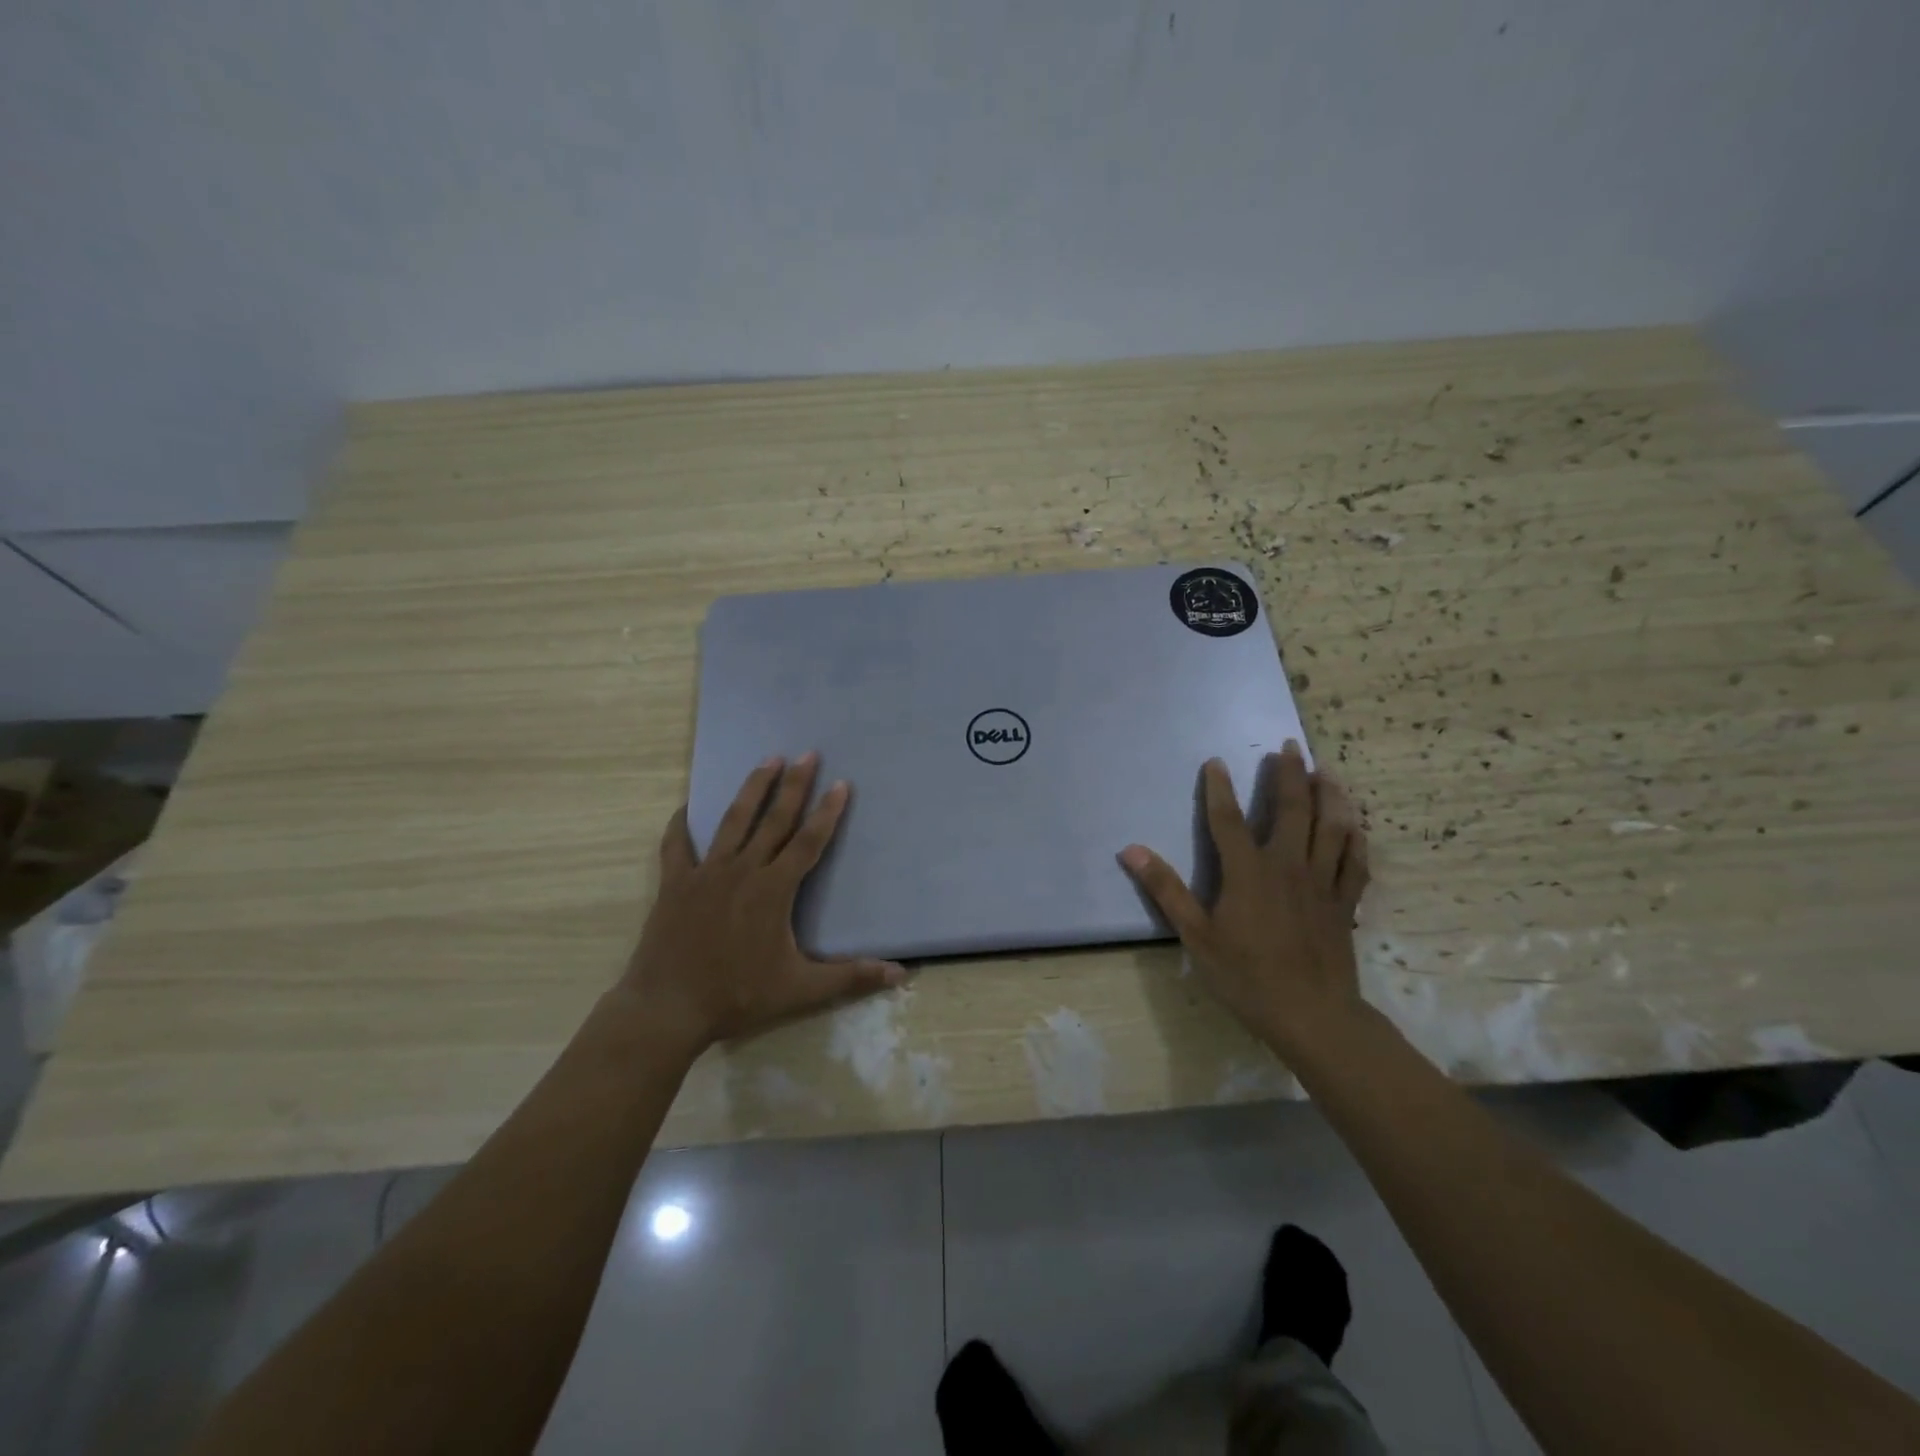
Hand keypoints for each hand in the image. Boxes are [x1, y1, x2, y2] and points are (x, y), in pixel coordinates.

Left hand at [622, 754, 905, 1055]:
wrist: (668, 1009)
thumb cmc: (738, 996)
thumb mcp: (801, 990)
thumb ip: (850, 977)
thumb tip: (899, 974)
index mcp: (774, 890)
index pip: (809, 841)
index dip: (827, 812)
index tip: (841, 783)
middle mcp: (742, 870)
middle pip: (774, 819)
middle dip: (794, 785)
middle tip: (807, 754)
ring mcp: (706, 873)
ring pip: (733, 821)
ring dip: (753, 789)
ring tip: (767, 760)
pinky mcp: (676, 884)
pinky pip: (677, 846)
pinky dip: (680, 825)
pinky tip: (683, 808)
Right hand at [1118, 742, 1370, 1054]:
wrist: (1312, 1015)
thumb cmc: (1246, 976)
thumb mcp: (1196, 936)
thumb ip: (1165, 890)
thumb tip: (1130, 850)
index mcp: (1248, 872)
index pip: (1228, 820)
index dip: (1219, 788)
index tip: (1216, 761)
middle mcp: (1287, 866)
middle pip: (1291, 810)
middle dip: (1289, 775)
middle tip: (1288, 746)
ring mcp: (1322, 883)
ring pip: (1330, 827)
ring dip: (1328, 795)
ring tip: (1325, 771)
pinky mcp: (1344, 903)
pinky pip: (1354, 862)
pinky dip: (1355, 839)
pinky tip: (1355, 825)